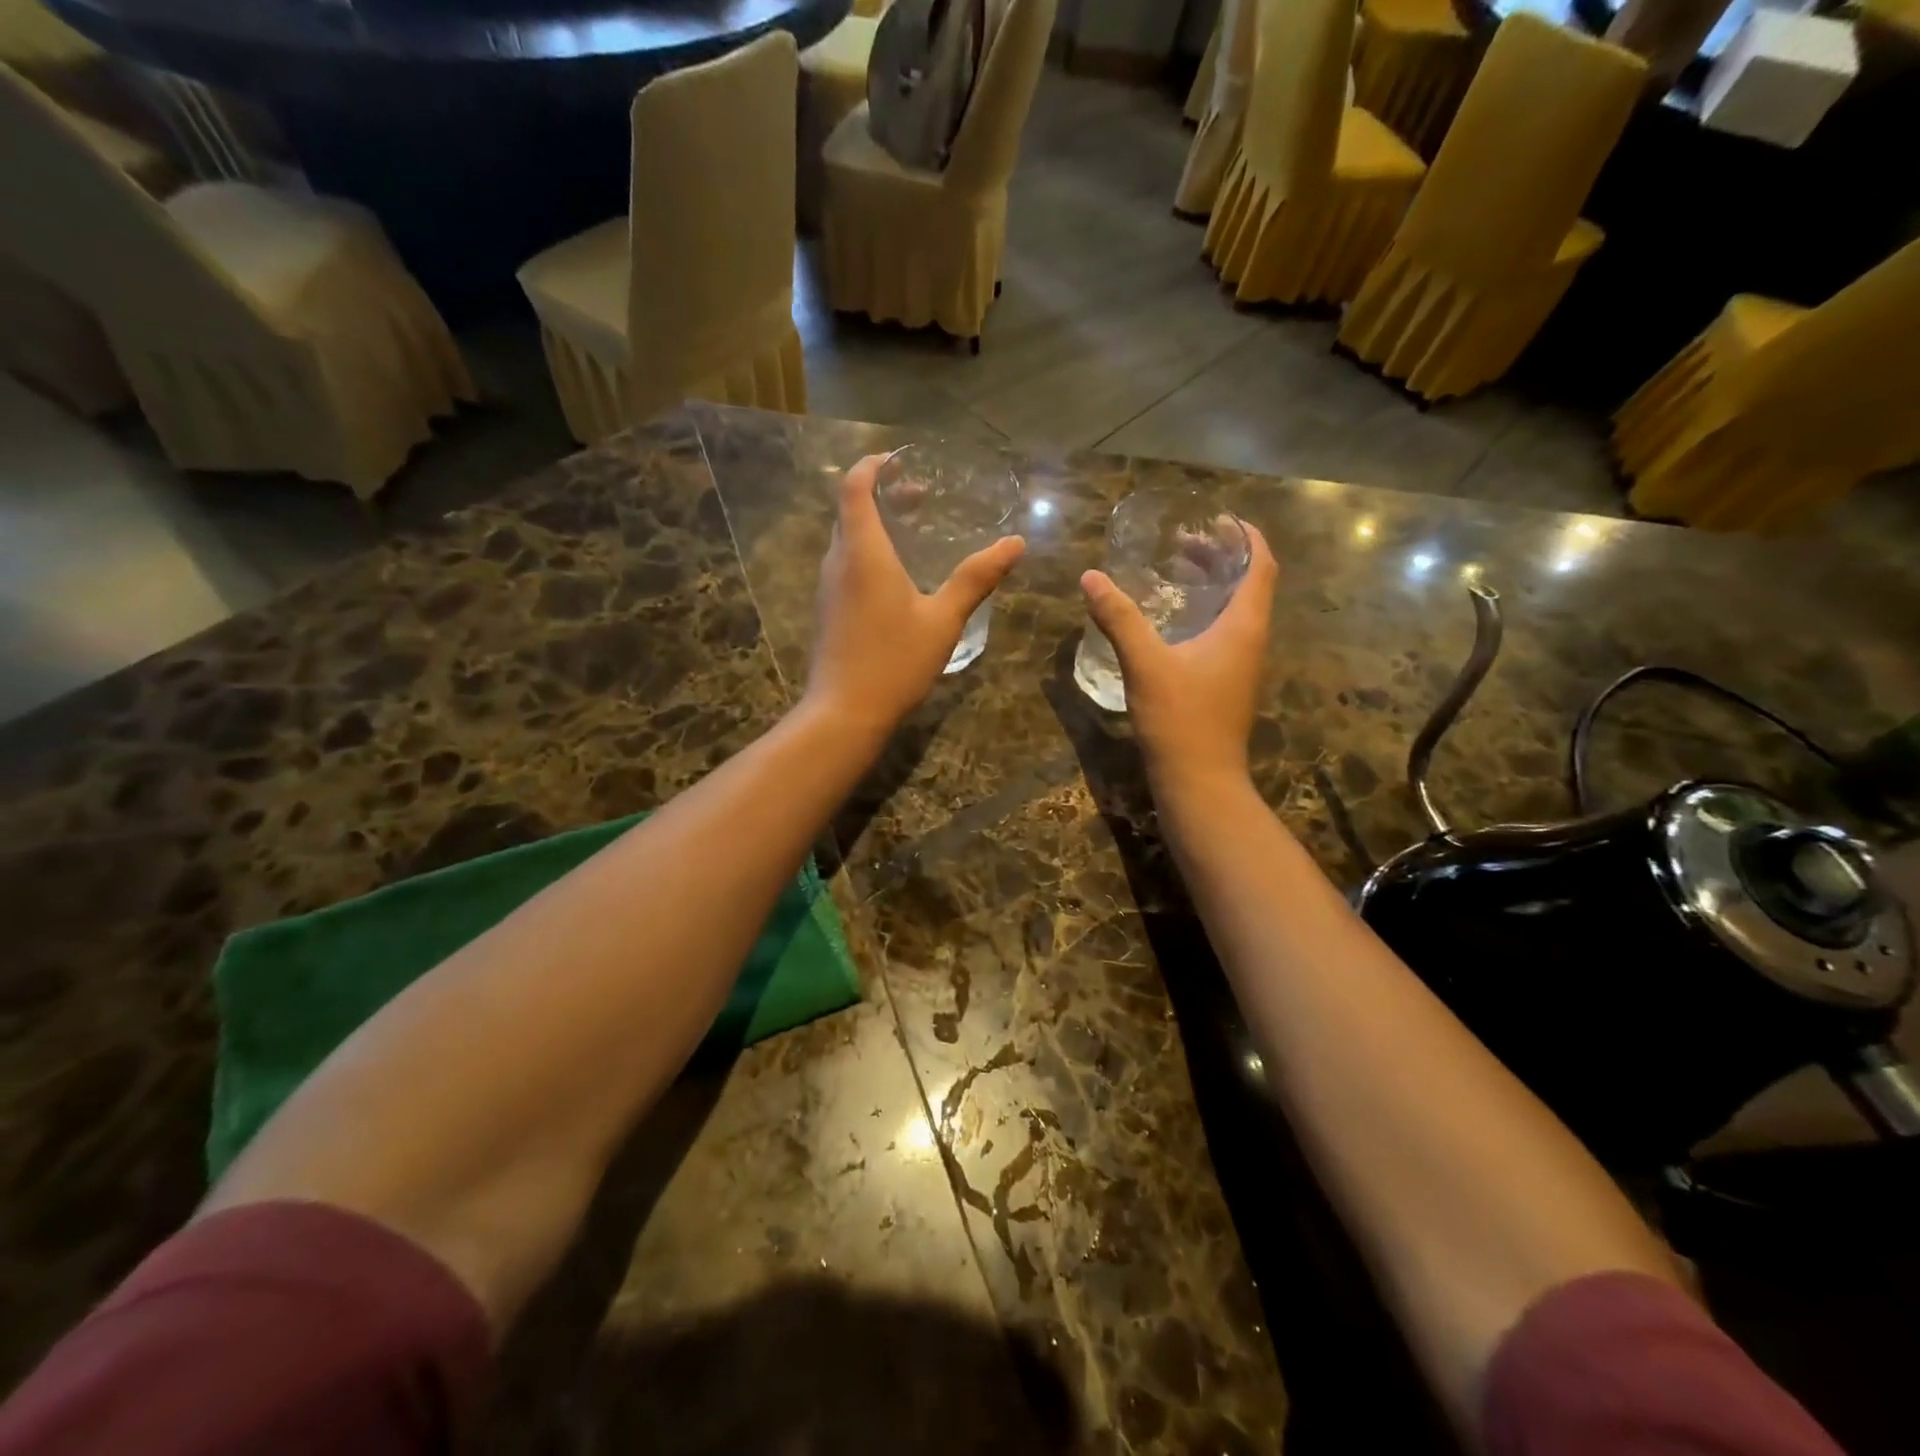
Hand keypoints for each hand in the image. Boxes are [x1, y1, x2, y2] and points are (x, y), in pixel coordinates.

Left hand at [806, 454, 1025, 735]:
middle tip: (921, 497)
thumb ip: (976, 579)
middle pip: (851, 511)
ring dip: (876, 526)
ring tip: (914, 533)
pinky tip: (897, 578)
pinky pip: (845, 565)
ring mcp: (827, 588)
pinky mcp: (826, 610)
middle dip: (883, 495)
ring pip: (847, 540)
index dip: (873, 465)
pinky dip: (868, 553)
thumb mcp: (943, 619)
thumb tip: (1015, 544)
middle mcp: (837, 561)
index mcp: (863, 552)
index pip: (855, 487)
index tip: (900, 460)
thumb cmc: (895, 661)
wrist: (844, 712)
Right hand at [1080, 523, 1276, 790]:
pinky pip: (1224, 633)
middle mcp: (1250, 640)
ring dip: (1213, 585)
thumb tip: (1091, 577)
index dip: (1245, 536)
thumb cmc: (1180, 719)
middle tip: (1185, 542)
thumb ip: (1119, 619)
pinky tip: (1172, 621)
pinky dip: (1204, 613)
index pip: (1261, 565)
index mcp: (1243, 626)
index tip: (1217, 518)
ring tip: (1177, 571)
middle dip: (1221, 557)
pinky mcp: (1226, 684)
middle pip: (1249, 584)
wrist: (1200, 782)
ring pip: (1236, 610)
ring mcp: (1241, 665)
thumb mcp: (1145, 664)